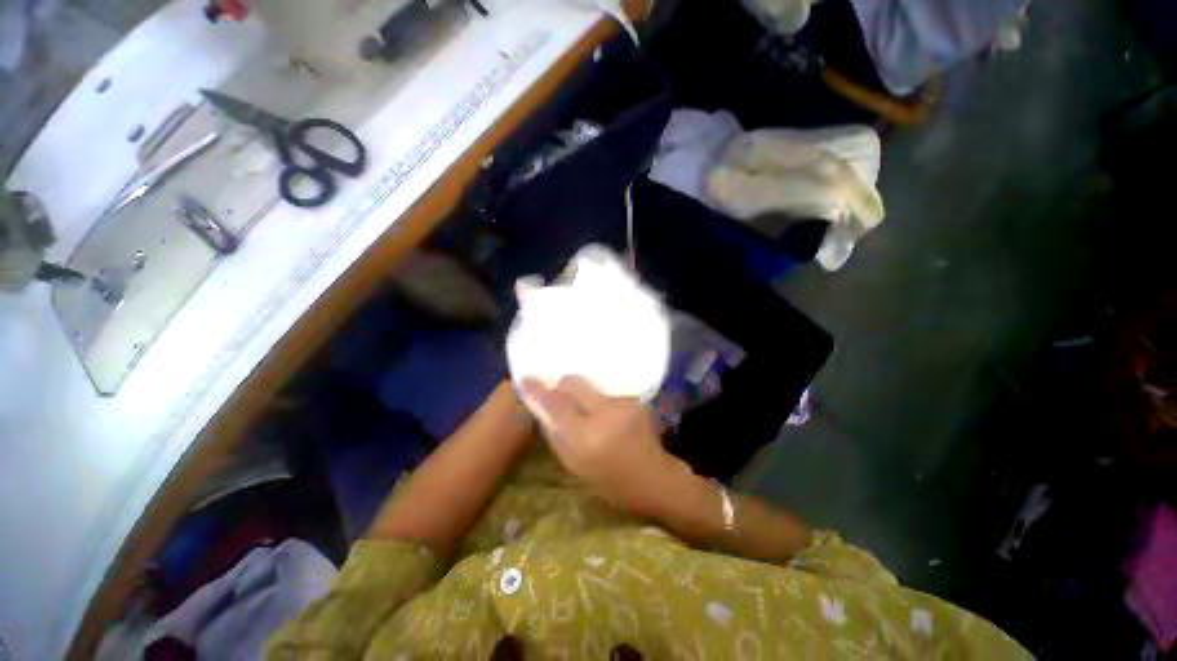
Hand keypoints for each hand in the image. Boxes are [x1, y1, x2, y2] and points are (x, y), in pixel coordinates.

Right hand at [520, 376, 690, 515]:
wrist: (653, 478)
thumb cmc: (610, 481)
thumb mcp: (574, 465)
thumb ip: (555, 434)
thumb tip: (541, 407)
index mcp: (586, 437)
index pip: (556, 404)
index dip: (538, 391)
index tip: (525, 380)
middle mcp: (605, 413)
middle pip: (573, 383)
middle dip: (561, 386)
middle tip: (558, 394)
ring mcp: (623, 402)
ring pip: (591, 385)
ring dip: (582, 394)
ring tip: (585, 409)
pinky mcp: (635, 398)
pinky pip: (606, 391)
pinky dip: (599, 399)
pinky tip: (604, 413)